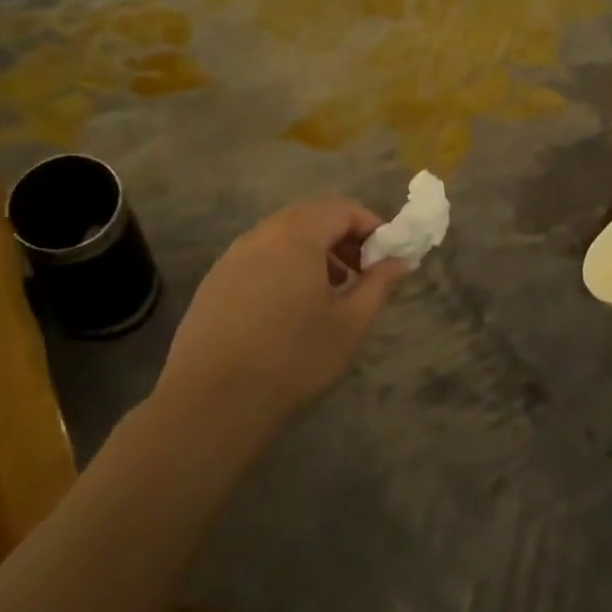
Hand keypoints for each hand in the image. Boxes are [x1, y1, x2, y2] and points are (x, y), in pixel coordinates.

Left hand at [152, 197, 405, 437]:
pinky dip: (285, 266)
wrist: (213, 402)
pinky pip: (259, 258)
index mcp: (296, 236)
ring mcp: (231, 258)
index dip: (371, 226)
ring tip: (330, 291)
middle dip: (342, 236)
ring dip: (313, 251)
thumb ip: (378, 284)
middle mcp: (260, 235)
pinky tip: (290, 308)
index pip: (342, 209)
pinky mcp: (213, 282)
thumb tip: (398, 261)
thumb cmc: (293, 357)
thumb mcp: (350, 322)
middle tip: (362, 271)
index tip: (388, 255)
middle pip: (310, 217)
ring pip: (282, 236)